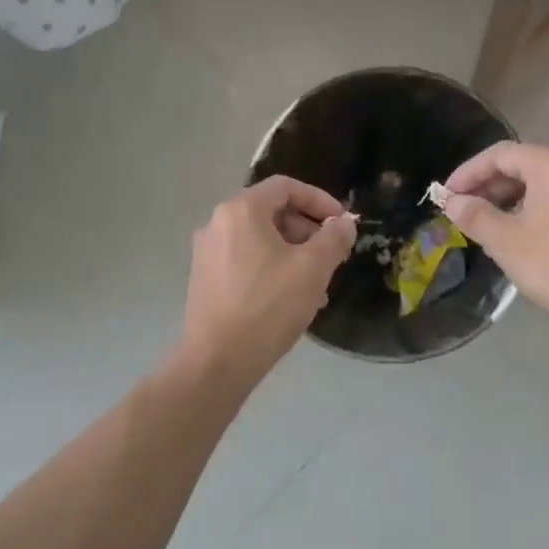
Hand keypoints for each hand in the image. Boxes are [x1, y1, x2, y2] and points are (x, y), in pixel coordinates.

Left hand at [181, 177, 356, 382]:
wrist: (218, 361)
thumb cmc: (269, 306)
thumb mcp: (313, 268)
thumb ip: (334, 238)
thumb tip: (343, 224)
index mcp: (241, 210)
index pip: (286, 187)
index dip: (320, 200)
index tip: (342, 224)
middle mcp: (218, 223)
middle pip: (272, 212)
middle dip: (308, 231)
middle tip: (331, 256)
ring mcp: (207, 252)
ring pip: (261, 239)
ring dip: (294, 253)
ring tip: (317, 285)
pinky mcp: (205, 279)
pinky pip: (246, 260)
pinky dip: (272, 268)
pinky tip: (291, 299)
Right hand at [443, 144, 548, 334]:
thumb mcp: (508, 241)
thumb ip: (476, 216)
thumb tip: (454, 202)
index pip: (500, 154)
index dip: (468, 173)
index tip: (446, 196)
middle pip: (523, 165)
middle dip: (488, 187)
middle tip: (463, 212)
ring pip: (541, 185)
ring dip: (509, 200)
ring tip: (488, 227)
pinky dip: (533, 210)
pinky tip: (522, 237)